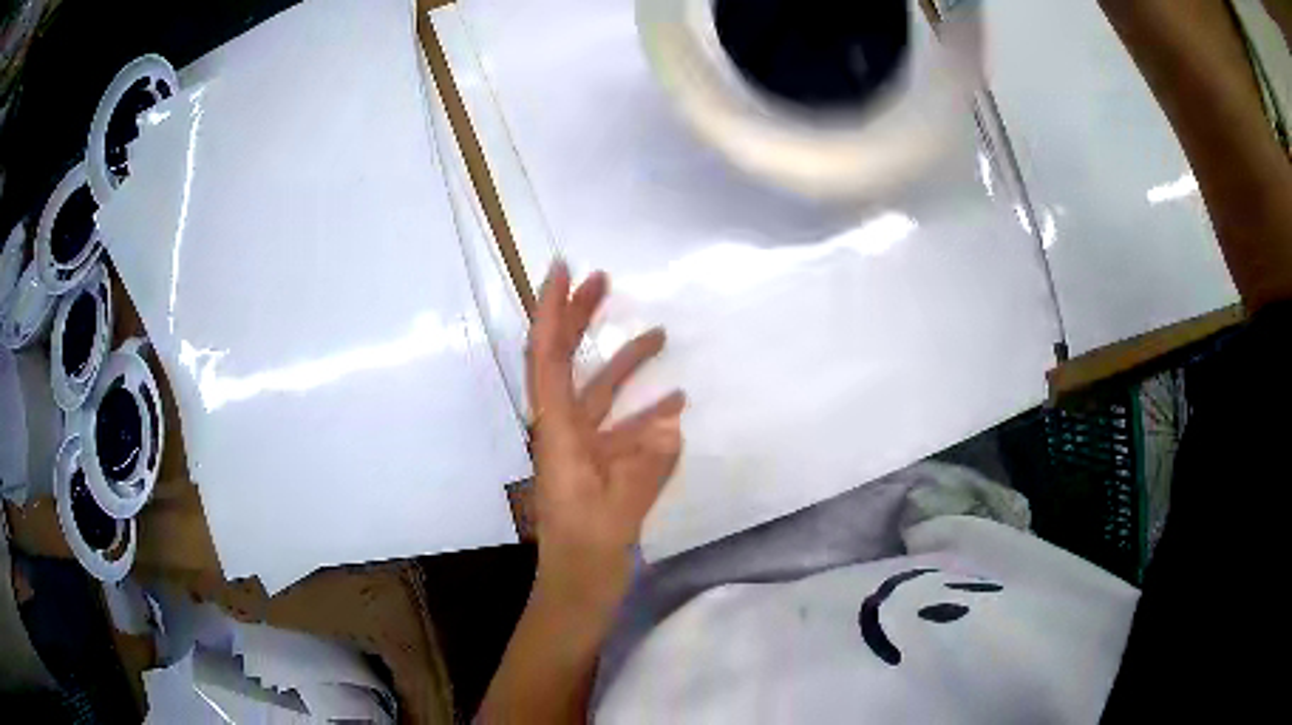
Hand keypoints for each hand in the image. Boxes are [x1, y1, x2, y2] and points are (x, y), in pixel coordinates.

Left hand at [526, 261, 684, 611]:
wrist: (578, 594)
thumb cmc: (585, 559)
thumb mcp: (614, 517)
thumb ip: (643, 471)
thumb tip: (672, 424)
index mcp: (557, 436)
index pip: (547, 360)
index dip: (551, 312)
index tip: (562, 271)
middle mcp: (565, 433)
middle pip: (567, 363)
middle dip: (579, 318)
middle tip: (603, 280)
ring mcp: (584, 451)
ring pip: (600, 394)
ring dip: (625, 364)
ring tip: (660, 335)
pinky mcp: (603, 468)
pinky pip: (623, 429)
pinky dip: (646, 413)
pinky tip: (676, 406)